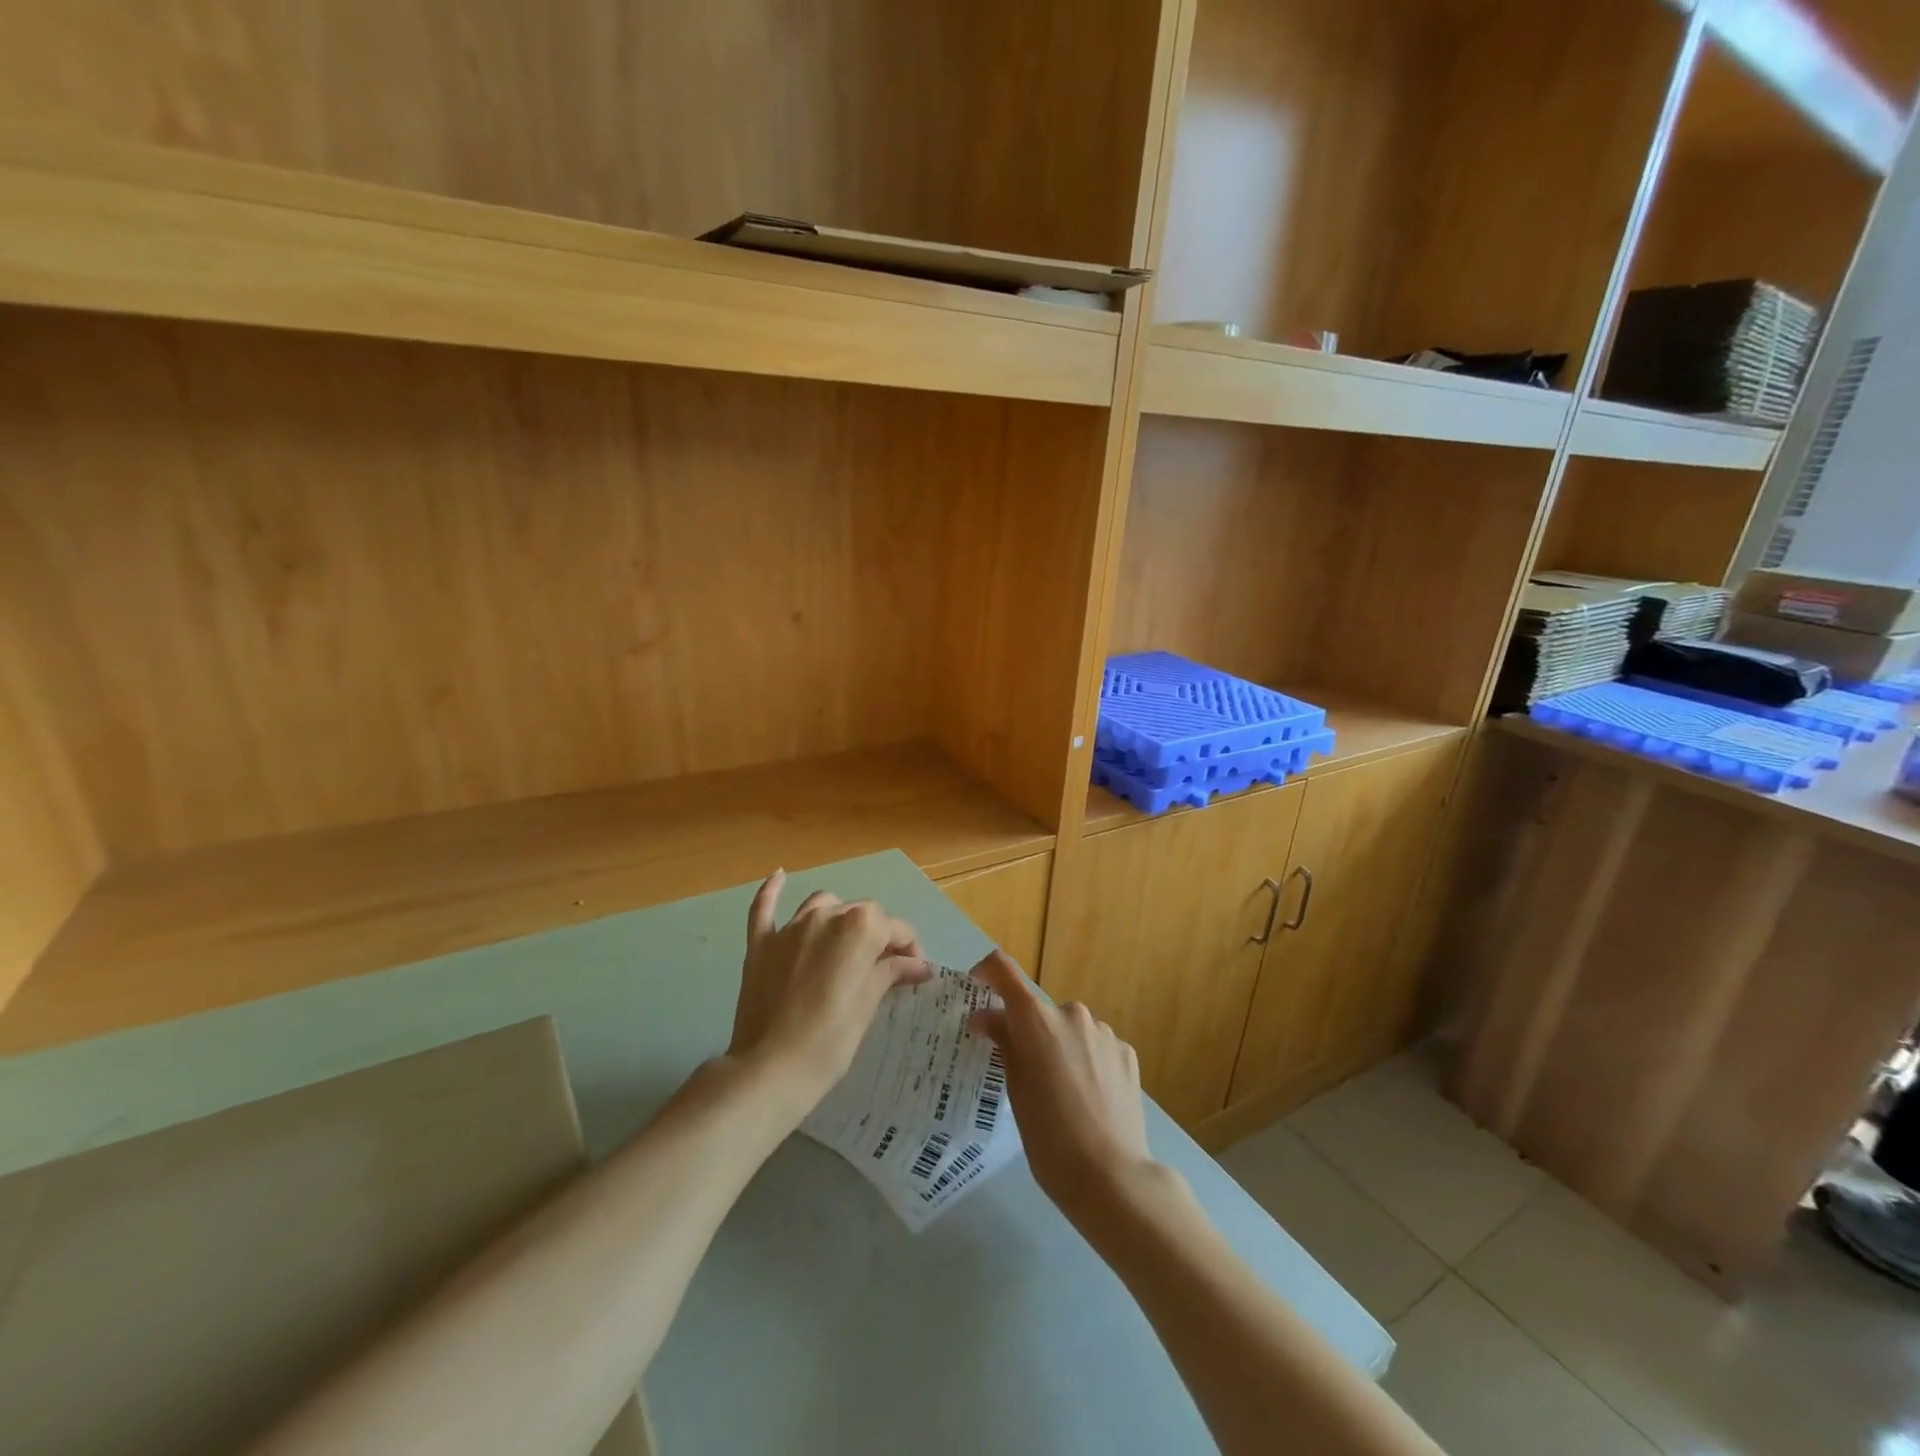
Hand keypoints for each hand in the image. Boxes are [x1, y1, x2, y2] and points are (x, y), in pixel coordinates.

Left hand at [729, 870, 930, 1107]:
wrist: (771, 1069)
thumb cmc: (831, 1041)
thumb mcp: (869, 1005)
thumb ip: (890, 973)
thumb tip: (917, 965)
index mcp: (860, 927)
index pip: (895, 928)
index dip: (909, 947)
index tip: (915, 970)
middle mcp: (826, 916)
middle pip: (861, 912)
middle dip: (877, 933)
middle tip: (885, 966)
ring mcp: (790, 927)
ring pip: (821, 905)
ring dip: (838, 917)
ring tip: (844, 942)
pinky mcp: (760, 944)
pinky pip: (764, 908)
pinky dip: (772, 891)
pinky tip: (779, 876)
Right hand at [967, 951, 1153, 1224]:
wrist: (1111, 1176)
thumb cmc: (1048, 1136)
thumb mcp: (1015, 1089)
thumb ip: (1003, 1043)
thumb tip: (987, 1017)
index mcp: (1036, 1019)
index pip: (1004, 971)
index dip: (987, 972)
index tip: (978, 987)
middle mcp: (1071, 1013)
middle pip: (1040, 1010)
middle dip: (1029, 1031)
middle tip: (1024, 1072)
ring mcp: (1103, 1032)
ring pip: (1070, 1029)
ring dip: (1061, 1046)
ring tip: (1062, 1094)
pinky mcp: (1126, 1052)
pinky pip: (1096, 1046)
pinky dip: (1087, 1061)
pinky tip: (1089, 1098)